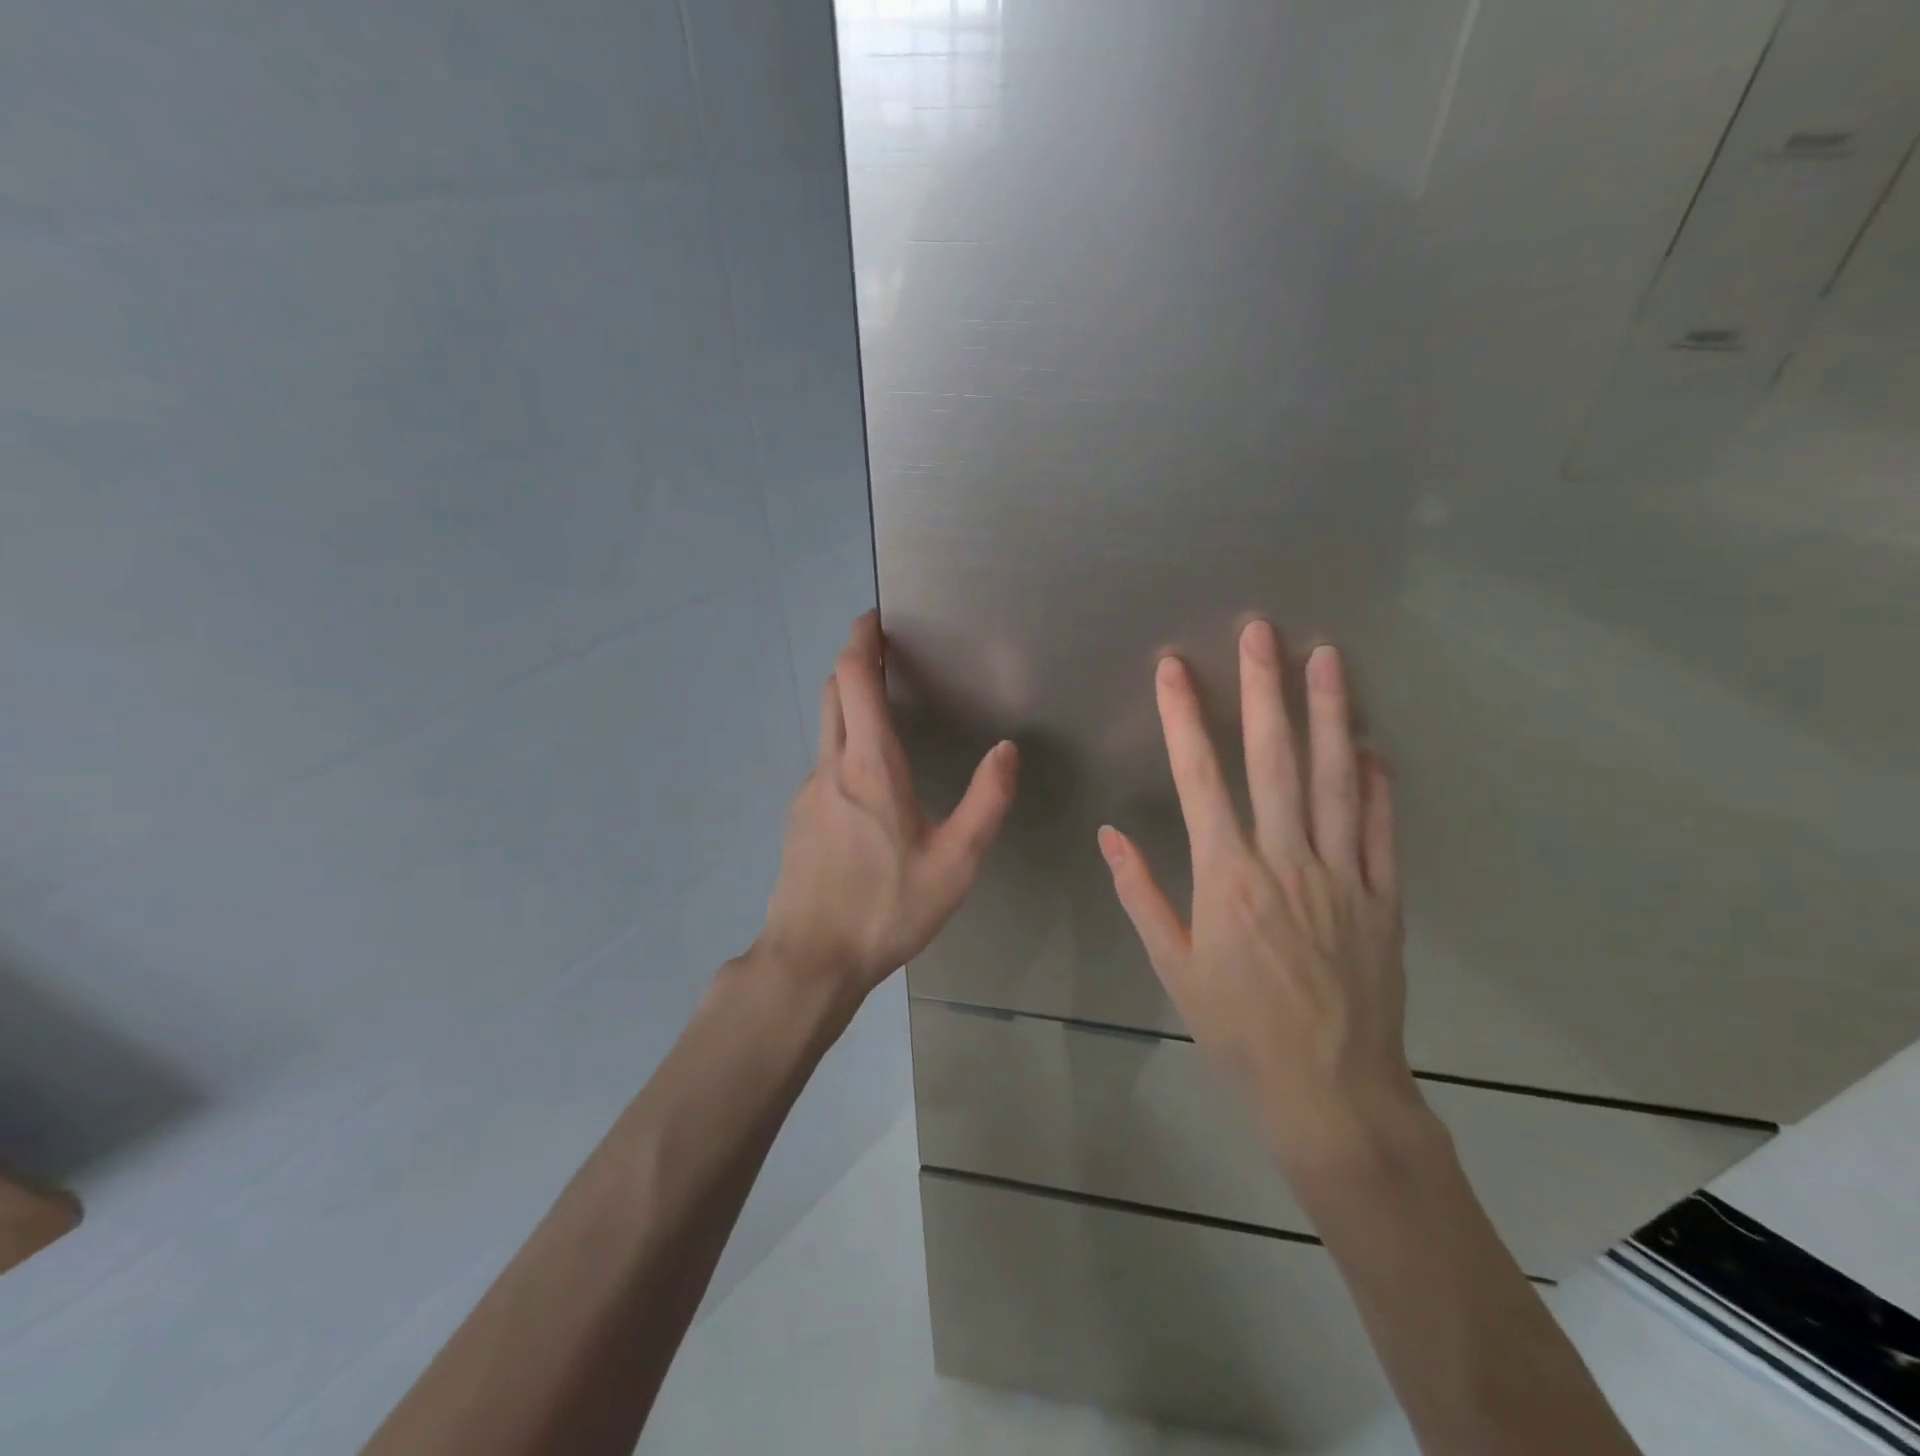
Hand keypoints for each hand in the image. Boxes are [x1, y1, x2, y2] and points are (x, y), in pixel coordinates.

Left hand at [758, 611, 1018, 1002]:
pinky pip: (823, 762)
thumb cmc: (888, 908)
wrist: (811, 959)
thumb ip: (986, 801)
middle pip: (834, 691)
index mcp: (870, 766)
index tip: (876, 617)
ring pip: (826, 726)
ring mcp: (808, 791)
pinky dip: (844, 743)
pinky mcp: (799, 817)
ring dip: (850, 702)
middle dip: (855, 661)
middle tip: (887, 652)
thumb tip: (1007, 749)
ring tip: (886, 709)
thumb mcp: (956, 862)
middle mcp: (832, 766)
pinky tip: (870, 780)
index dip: (861, 639)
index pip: (854, 678)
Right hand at [1097, 621, 1421, 1172]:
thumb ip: (1141, 894)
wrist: (1330, 1091)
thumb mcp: (1173, 967)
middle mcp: (1284, 861)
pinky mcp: (1382, 896)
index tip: (1174, 668)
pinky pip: (1380, 828)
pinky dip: (1376, 782)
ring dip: (1329, 714)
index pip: (1198, 778)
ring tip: (1327, 657)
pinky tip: (1372, 744)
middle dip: (1263, 689)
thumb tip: (1110, 835)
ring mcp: (1341, 874)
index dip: (1184, 717)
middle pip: (1272, 759)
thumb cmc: (1237, 1030)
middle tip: (1261, 631)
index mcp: (1226, 877)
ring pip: (1333, 779)